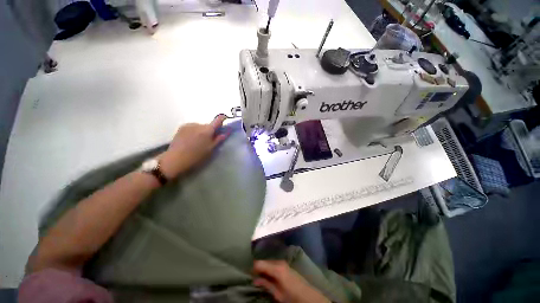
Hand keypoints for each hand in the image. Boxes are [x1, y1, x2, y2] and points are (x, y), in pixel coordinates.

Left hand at [159, 115, 227, 178]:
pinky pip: (192, 127)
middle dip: (210, 131)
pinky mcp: (181, 127)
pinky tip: (191, 140)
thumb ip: (218, 140)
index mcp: (207, 130)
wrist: (176, 159)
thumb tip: (225, 133)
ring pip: (200, 126)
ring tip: (198, 142)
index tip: (225, 119)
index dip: (222, 118)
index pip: (218, 120)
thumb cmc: (196, 156)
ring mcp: (189, 125)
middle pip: (208, 125)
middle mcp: (198, 124)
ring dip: (201, 131)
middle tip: (209, 140)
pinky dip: (194, 131)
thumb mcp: (210, 149)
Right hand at [253, 260, 329, 302]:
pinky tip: (267, 275)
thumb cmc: (292, 296)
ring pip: (268, 262)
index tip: (247, 274)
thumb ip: (266, 284)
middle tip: (252, 276)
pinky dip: (268, 268)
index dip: (252, 268)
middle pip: (264, 261)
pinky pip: (273, 264)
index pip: (259, 263)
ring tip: (258, 276)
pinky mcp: (285, 265)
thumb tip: (255, 279)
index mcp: (276, 268)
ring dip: (263, 268)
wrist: (308, 295)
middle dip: (257, 268)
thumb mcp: (278, 294)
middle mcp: (279, 262)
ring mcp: (282, 262)